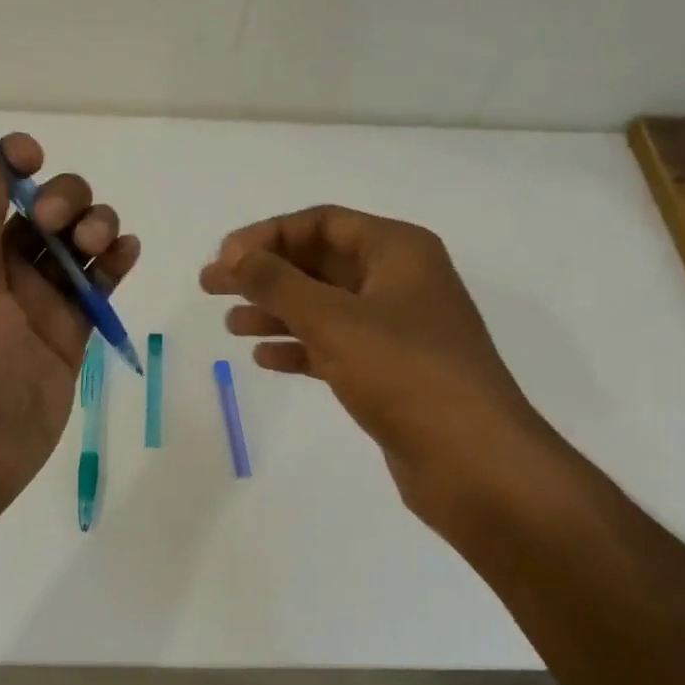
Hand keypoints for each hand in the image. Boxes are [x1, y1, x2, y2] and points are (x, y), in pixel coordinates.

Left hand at [0, 133, 139, 523]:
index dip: (15, 162)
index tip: (34, 157)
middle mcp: (4, 267)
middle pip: (48, 209)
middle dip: (66, 199)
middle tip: (62, 227)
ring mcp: (42, 300)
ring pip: (79, 243)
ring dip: (98, 226)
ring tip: (101, 246)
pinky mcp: (73, 331)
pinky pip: (99, 285)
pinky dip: (117, 262)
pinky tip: (127, 252)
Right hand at [200, 206, 560, 529]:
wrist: (473, 461)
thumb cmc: (405, 373)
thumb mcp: (333, 320)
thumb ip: (278, 284)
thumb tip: (235, 257)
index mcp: (397, 251)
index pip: (321, 222)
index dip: (267, 235)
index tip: (224, 259)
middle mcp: (399, 282)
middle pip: (319, 262)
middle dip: (265, 274)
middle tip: (211, 288)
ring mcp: (397, 329)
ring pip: (324, 307)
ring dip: (276, 312)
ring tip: (230, 326)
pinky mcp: (390, 372)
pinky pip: (334, 346)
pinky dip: (299, 348)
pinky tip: (265, 359)